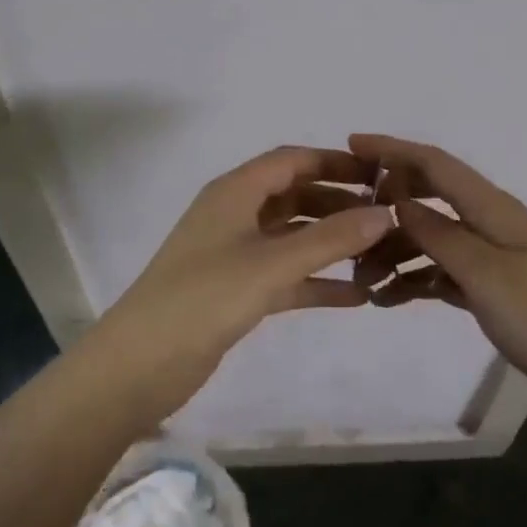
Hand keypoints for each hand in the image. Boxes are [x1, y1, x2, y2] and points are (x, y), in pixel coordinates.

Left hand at [88, 146, 394, 417]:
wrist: (138, 366)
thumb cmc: (203, 299)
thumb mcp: (271, 265)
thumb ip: (330, 239)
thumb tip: (386, 213)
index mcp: (235, 192)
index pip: (292, 160)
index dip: (335, 163)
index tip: (380, 175)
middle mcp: (235, 214)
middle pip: (295, 196)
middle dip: (339, 203)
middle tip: (388, 217)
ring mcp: (235, 254)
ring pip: (293, 237)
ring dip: (331, 243)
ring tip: (380, 253)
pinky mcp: (236, 291)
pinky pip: (287, 276)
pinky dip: (317, 281)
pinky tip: (356, 296)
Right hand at [347, 134, 526, 413]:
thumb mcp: (485, 273)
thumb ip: (438, 234)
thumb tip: (397, 199)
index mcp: (493, 208)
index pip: (435, 164)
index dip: (393, 150)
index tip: (350, 144)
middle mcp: (492, 223)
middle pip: (430, 198)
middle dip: (386, 206)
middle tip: (344, 226)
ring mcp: (495, 257)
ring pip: (433, 239)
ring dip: (396, 252)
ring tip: (362, 282)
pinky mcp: (497, 289)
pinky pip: (445, 272)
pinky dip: (417, 280)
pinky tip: (391, 300)